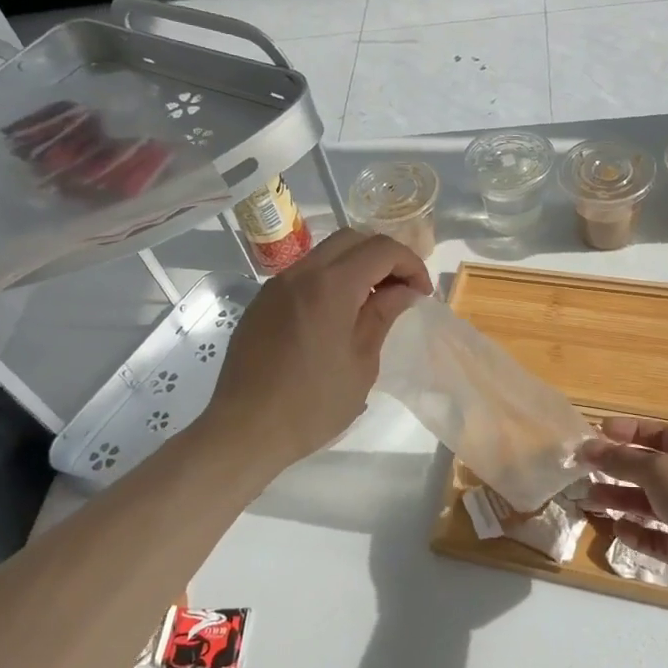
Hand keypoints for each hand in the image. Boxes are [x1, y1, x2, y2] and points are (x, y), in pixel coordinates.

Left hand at [204, 229, 431, 472]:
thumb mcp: (362, 363)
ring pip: (325, 253)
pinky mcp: (262, 302)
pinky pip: (303, 275)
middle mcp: (301, 273)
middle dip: (384, 256)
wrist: (245, 429)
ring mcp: (276, 286)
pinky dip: (329, 280)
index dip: (410, 264)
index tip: (422, 293)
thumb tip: (403, 291)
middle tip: (401, 290)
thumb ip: (382, 315)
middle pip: (352, 239)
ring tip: (372, 302)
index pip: (381, 249)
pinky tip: (337, 315)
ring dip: (355, 266)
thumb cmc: (313, 404)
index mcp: (331, 286)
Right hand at [579, 418, 667, 615]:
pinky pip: (652, 536)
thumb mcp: (656, 470)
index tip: (597, 431)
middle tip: (583, 469)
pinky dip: (634, 532)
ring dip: (618, 500)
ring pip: (646, 503)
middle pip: (647, 469)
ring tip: (589, 501)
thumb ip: (619, 459)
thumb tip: (587, 448)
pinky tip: (618, 529)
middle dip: (615, 468)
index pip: (656, 434)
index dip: (628, 431)